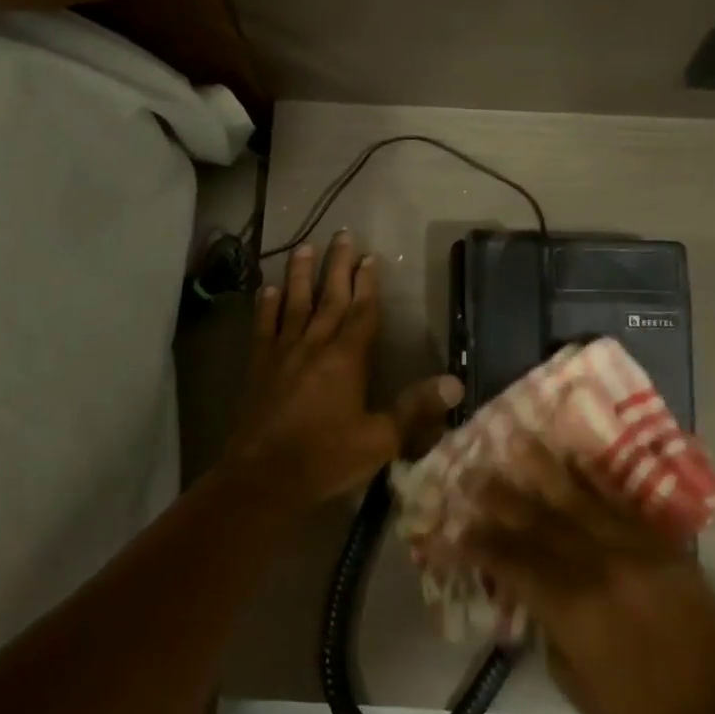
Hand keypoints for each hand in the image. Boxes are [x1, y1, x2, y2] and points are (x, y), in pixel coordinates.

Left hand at [225, 232, 463, 505]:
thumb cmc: (326, 459)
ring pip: (294, 303)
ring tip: (304, 247)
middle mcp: (314, 346)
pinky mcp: (258, 366)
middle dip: (338, 266)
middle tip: (342, 235)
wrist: (263, 478)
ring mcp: (282, 353)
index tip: (371, 256)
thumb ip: (415, 409)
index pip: (361, 312)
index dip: (368, 283)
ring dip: (300, 275)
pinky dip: (267, 306)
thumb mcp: (379, 439)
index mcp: (346, 359)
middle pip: (329, 297)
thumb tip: (455, 383)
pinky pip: (264, 327)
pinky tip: (268, 289)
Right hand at [458, 436, 714, 713]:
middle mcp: (600, 569)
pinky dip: (598, 480)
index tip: (454, 527)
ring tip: (518, 441)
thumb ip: (546, 621)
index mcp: (572, 609)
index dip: (480, 544)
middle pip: (540, 523)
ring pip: (580, 502)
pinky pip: (625, 506)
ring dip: (545, 471)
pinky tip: (576, 458)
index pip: (513, 562)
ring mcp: (636, 552)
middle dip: (502, 498)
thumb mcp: (570, 677)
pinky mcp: (665, 549)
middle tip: (473, 474)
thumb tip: (526, 583)